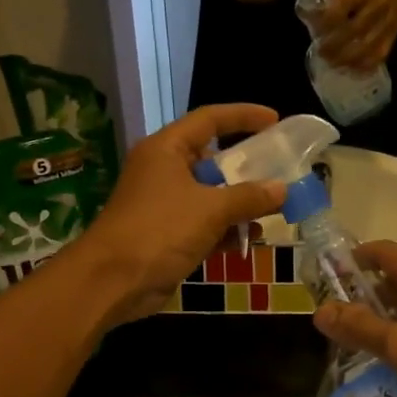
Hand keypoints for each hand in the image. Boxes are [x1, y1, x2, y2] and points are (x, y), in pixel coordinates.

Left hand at [74, 104, 285, 324]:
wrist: (114, 280)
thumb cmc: (160, 230)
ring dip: (240, 202)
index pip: (209, 119)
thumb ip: (249, 197)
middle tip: (280, 168)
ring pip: (210, 194)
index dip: (243, 116)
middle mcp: (164, 170)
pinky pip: (204, 223)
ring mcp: (164, 204)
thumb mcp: (211, 209)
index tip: (275, 120)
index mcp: (167, 149)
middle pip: (211, 158)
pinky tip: (252, 238)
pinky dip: (226, 228)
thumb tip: (282, 189)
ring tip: (275, 207)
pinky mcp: (167, 234)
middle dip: (246, 166)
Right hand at [312, 242, 396, 396]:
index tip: (326, 280)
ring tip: (353, 338)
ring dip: (380, 315)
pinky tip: (387, 355)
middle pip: (392, 276)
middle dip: (361, 292)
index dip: (352, 260)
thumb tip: (319, 312)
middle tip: (334, 317)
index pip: (381, 251)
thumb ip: (359, 327)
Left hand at [314, 0, 396, 72]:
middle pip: (355, 29)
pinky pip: (379, 56)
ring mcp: (387, 24)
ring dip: (347, 59)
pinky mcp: (393, 37)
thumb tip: (315, 18)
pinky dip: (364, 66)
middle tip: (321, 52)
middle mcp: (378, 6)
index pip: (344, 5)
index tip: (315, 30)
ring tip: (332, 64)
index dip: (327, 20)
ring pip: (367, 46)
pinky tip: (351, 70)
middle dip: (334, 44)